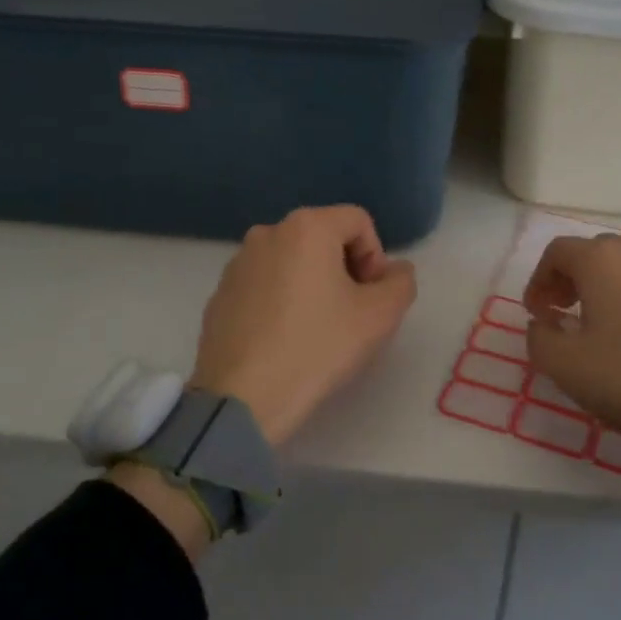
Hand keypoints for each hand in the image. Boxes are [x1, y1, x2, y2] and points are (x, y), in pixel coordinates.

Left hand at [190, 205, 418, 446]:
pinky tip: (284, 340)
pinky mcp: (219, 294)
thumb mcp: (380, 316)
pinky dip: (281, 301)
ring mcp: (237, 263)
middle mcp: (267, 232)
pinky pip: (264, 284)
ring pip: (292, 261)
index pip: (358, 222)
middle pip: (324, 238)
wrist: (242, 398)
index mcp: (306, 227)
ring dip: (313, 285)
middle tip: (351, 314)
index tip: (372, 297)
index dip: (376, 257)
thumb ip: (401, 283)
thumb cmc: (317, 347)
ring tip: (316, 330)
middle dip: (345, 270)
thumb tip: (395, 270)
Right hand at [523, 234, 620, 495]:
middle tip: (560, 313)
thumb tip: (543, 323)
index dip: (538, 280)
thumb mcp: (565, 366)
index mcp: (602, 261)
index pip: (558, 251)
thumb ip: (538, 338)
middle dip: (569, 279)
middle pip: (594, 253)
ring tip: (597, 327)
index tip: (536, 313)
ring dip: (602, 288)